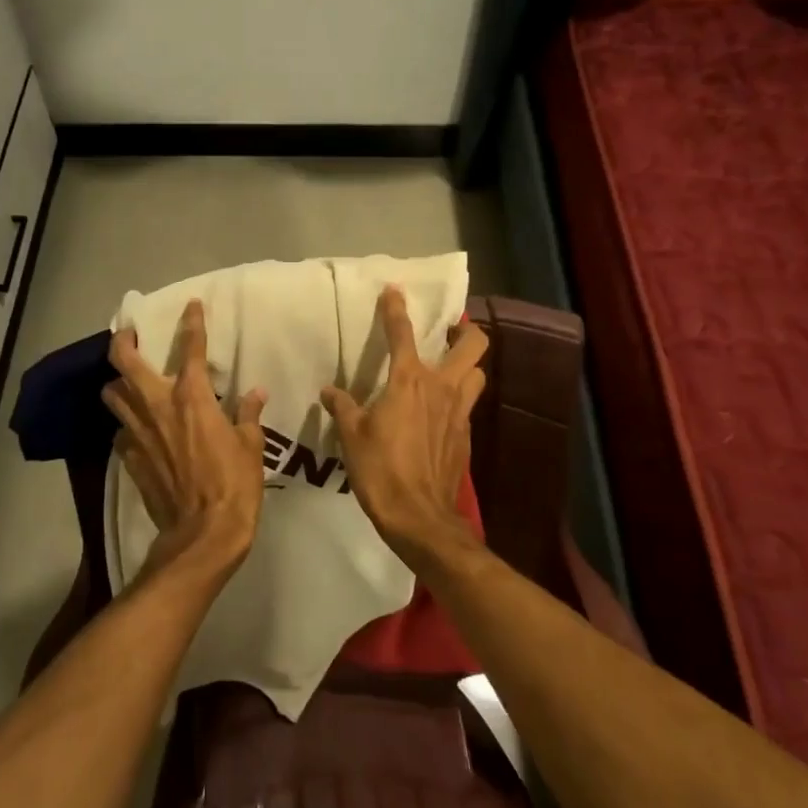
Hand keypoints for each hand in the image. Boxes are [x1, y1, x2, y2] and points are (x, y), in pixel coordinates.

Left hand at [102, 299, 267, 581]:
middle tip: (130, 333)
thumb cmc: (234, 485)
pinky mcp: (128, 458)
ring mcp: (137, 433)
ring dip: (117, 383)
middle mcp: (158, 406)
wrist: (202, 533)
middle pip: (124, 362)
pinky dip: (126, 424)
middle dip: (123, 341)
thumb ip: (249, 414)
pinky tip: (137, 428)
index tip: (191, 306)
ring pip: (111, 395)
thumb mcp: (251, 446)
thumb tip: (256, 392)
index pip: (192, 348)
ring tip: (127, 381)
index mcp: (192, 398)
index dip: (192, 323)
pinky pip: (120, 431)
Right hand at [320, 287, 489, 570]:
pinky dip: (458, 400)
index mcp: (410, 381)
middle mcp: (442, 387)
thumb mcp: (352, 435)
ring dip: (467, 366)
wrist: (419, 516)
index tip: (394, 291)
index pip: (402, 334)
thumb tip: (329, 392)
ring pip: (478, 374)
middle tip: (447, 332)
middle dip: (465, 330)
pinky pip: (469, 405)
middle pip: (473, 344)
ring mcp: (460, 411)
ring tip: (448, 370)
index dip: (396, 309)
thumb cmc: (380, 469)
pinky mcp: (466, 435)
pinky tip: (439, 413)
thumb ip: (343, 407)